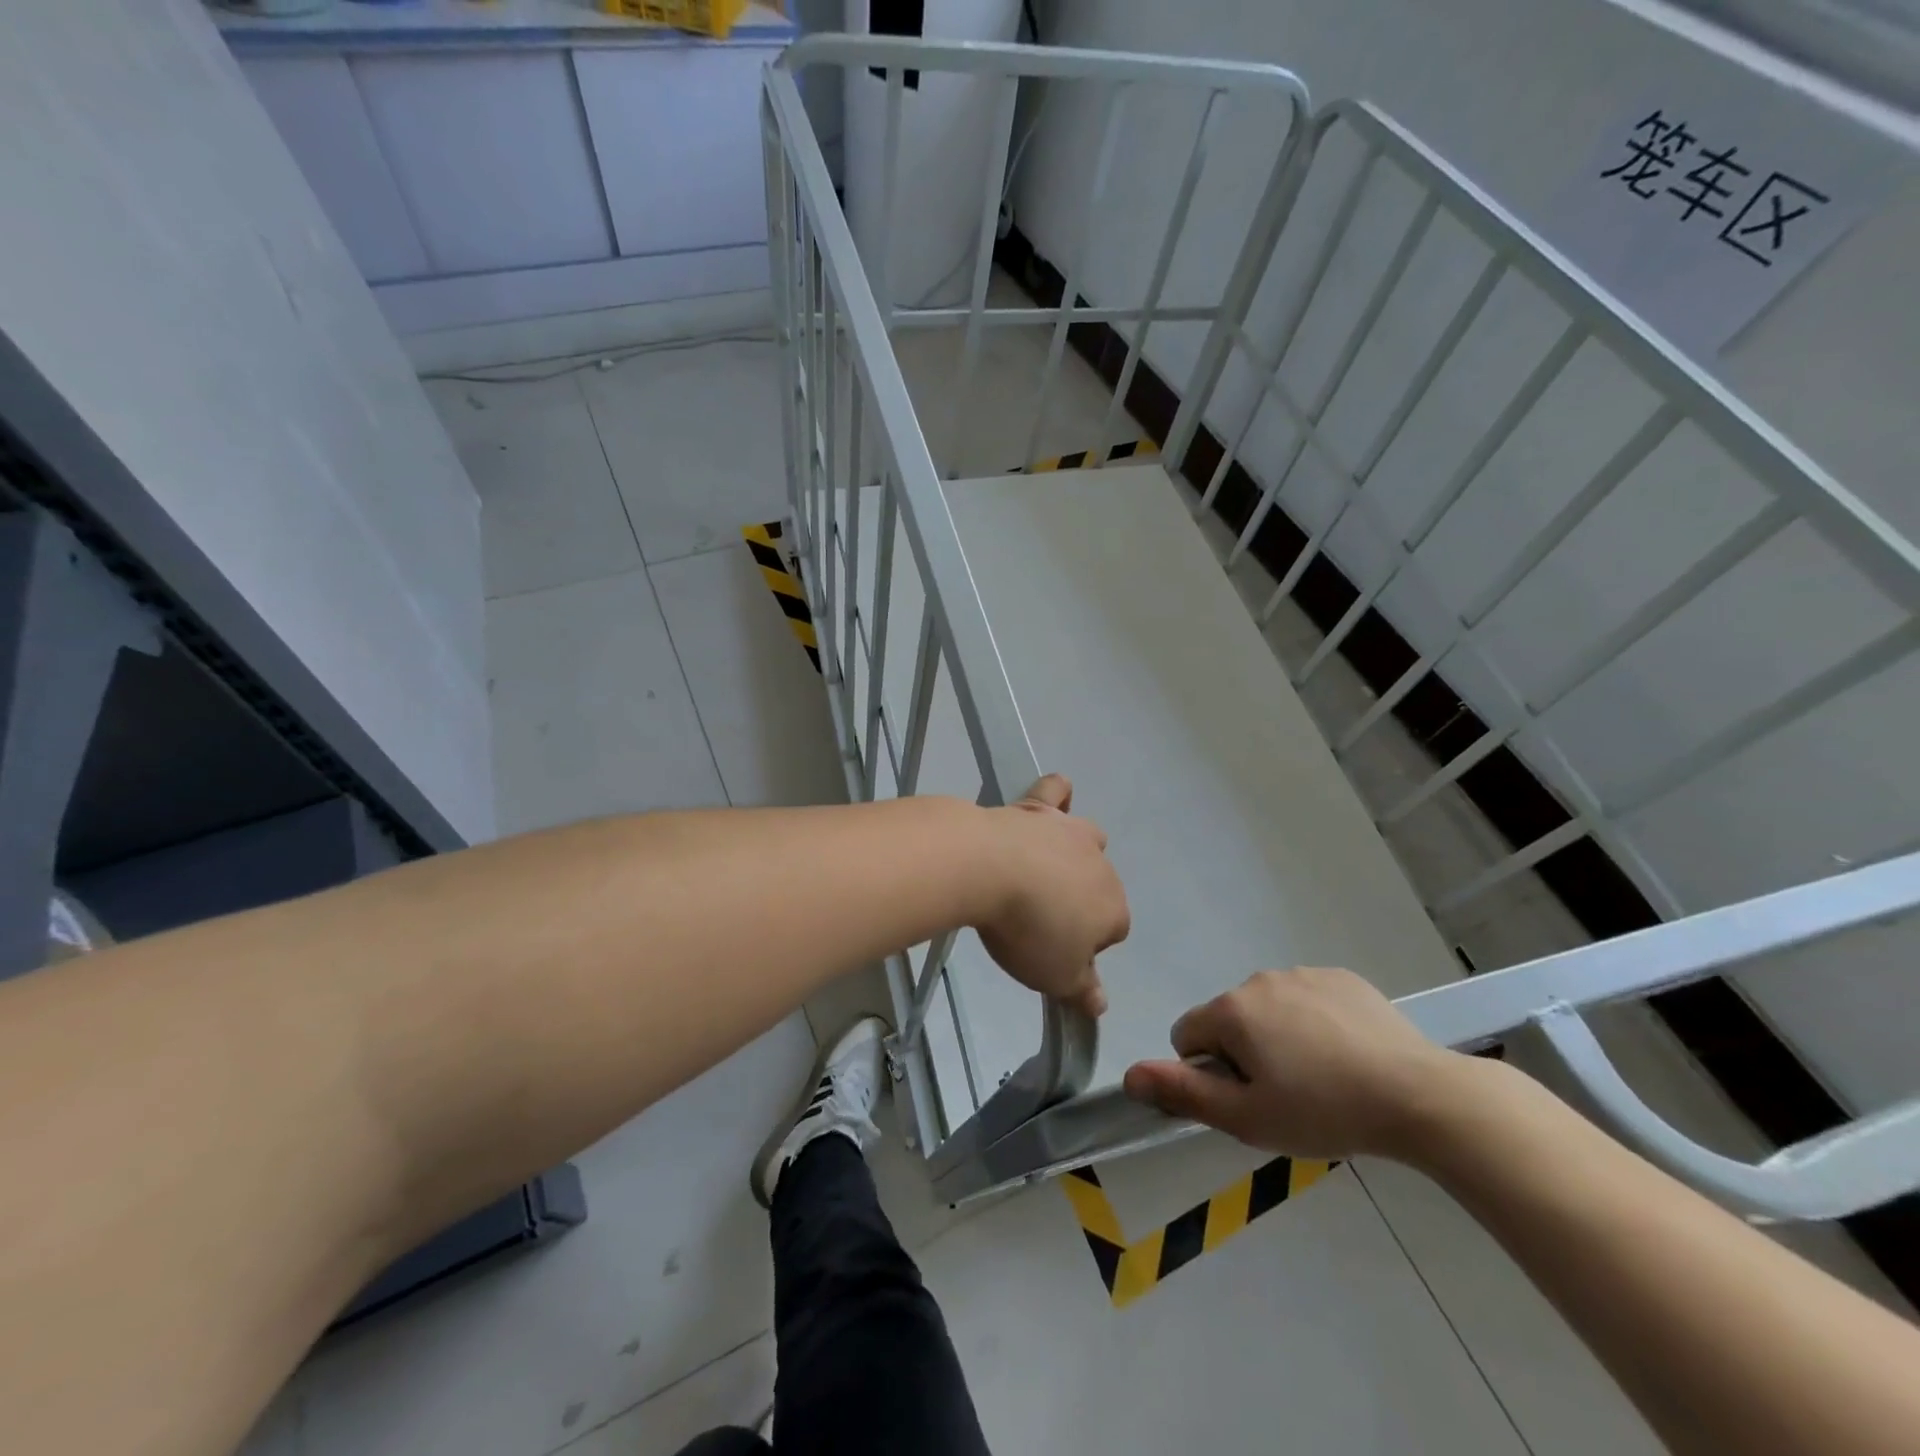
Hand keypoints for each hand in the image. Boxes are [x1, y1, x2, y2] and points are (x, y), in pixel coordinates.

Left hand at [973, 775, 1128, 1017]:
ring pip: (1087, 839)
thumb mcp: (1056, 976)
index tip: (1053, 951)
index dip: (1085, 946)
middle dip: (1078, 901)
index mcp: (1114, 909)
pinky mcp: (1038, 807)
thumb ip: (1082, 991)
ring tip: (1040, 872)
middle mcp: (1101, 865)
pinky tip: (1051, 801)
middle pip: (1099, 886)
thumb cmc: (1028, 930)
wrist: (989, 868)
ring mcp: (1070, 831)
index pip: (1113, 931)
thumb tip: (1100, 1006)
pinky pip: (1057, 792)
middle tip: (1039, 919)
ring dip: (1072, 854)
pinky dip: (1057, 796)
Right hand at [1122, 967, 1469, 1160]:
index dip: (1208, 1071)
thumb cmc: (1323, 1111)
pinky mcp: (1341, 977)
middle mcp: (1259, 979)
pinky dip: (1314, 1022)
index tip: (1248, 1097)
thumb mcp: (1247, 1117)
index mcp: (1231, 1010)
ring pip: (1269, 1008)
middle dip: (1244, 1052)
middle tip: (1287, 1094)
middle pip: (1229, 1019)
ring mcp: (1303, 973)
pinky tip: (1346, 1054)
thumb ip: (1183, 1092)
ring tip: (1322, 1076)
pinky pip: (1307, 998)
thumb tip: (1129, 1075)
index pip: (1187, 1034)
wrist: (1418, 1095)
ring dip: (1278, 1036)